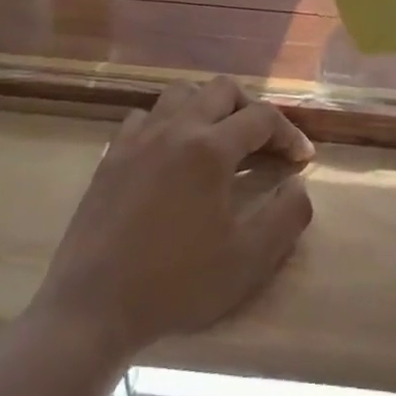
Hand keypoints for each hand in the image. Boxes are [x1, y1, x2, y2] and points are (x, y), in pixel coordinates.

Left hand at [35, 78, 314, 366]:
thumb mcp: (248, 260)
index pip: (262, 118)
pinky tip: (171, 153)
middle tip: (264, 142)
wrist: (94, 306)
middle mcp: (175, 129)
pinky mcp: (112, 155)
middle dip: (251, 108)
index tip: (302, 159)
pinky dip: (168, 122)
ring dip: (208, 106)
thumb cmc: (177, 283)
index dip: (289, 133)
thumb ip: (287, 216)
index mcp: (210, 149)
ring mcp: (138, 138)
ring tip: (219, 139)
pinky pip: (145, 117)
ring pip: (181, 93)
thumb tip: (299, 185)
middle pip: (222, 90)